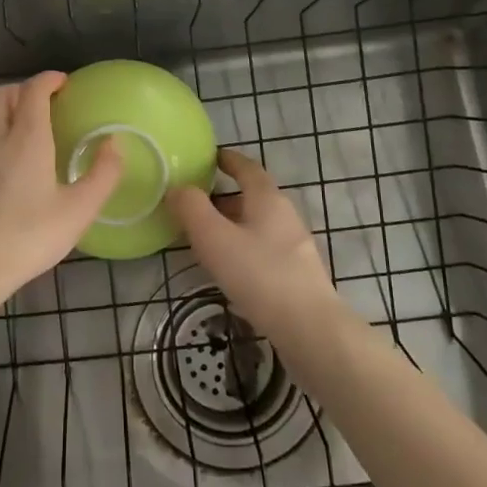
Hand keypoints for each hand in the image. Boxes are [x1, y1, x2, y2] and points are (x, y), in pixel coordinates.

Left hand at [0, 72, 122, 308]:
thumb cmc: (28, 238)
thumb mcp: (78, 211)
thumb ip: (102, 174)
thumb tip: (115, 143)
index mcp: (26, 139)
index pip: (33, 90)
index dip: (49, 80)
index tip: (64, 83)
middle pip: (2, 95)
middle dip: (24, 89)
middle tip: (47, 103)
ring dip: (8, 114)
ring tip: (31, 136)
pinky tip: (10, 170)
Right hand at [168, 149, 340, 337]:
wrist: (309, 328)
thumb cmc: (259, 275)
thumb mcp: (214, 238)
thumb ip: (192, 209)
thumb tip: (178, 188)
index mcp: (268, 199)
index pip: (247, 168)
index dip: (228, 160)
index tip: (210, 157)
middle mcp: (286, 216)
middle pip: (253, 197)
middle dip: (225, 198)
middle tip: (195, 204)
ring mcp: (296, 247)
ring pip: (259, 226)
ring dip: (233, 226)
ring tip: (206, 240)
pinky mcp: (298, 276)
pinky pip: (265, 250)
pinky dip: (244, 249)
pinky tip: (230, 270)